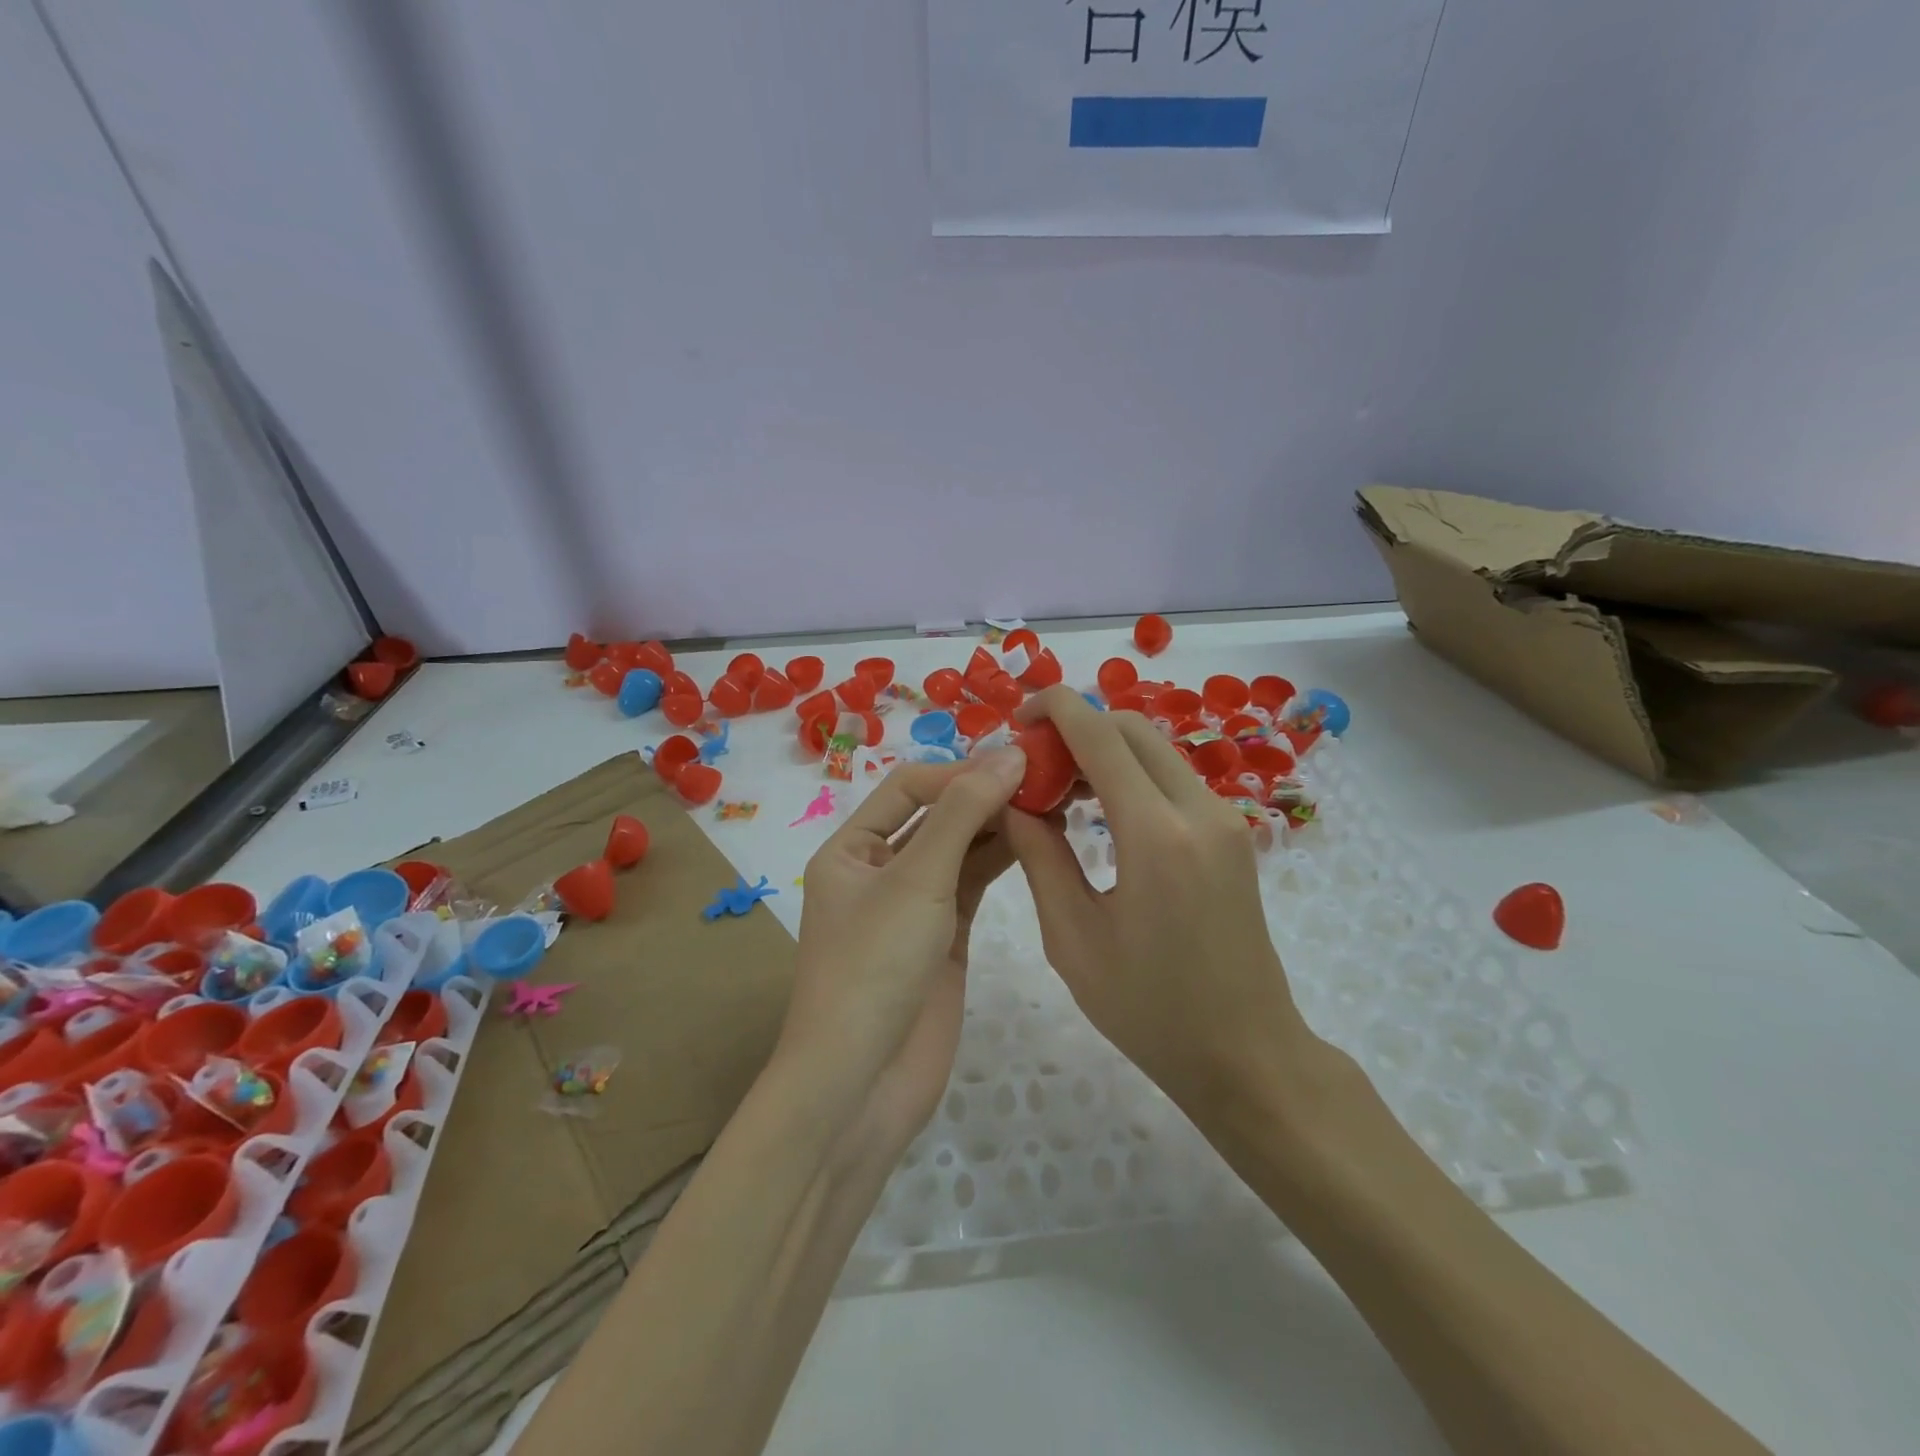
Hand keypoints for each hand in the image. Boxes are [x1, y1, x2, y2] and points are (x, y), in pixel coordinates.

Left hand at [780, 751, 1025, 1169]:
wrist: (862, 1084)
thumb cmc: (874, 967)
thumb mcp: (915, 879)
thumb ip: (963, 814)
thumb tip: (1008, 754)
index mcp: (851, 848)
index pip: (909, 788)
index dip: (959, 772)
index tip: (1015, 764)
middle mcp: (879, 869)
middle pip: (936, 815)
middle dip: (983, 795)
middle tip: (1044, 777)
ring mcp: (914, 905)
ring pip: (960, 849)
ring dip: (998, 825)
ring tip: (1050, 801)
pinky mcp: (945, 936)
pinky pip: (974, 883)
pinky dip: (1003, 860)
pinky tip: (1039, 839)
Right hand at [1003, 687, 1318, 1120]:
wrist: (1248, 1055)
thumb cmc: (1150, 1011)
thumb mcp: (1073, 938)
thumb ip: (1039, 856)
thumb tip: (1013, 799)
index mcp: (1156, 835)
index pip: (1101, 735)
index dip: (1056, 709)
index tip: (1018, 716)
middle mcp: (1199, 810)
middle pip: (1132, 729)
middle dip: (1078, 727)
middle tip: (1034, 763)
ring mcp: (1224, 820)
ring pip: (1155, 750)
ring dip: (1105, 750)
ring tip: (1059, 789)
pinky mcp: (1232, 835)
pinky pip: (1173, 779)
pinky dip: (1131, 774)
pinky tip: (1100, 811)